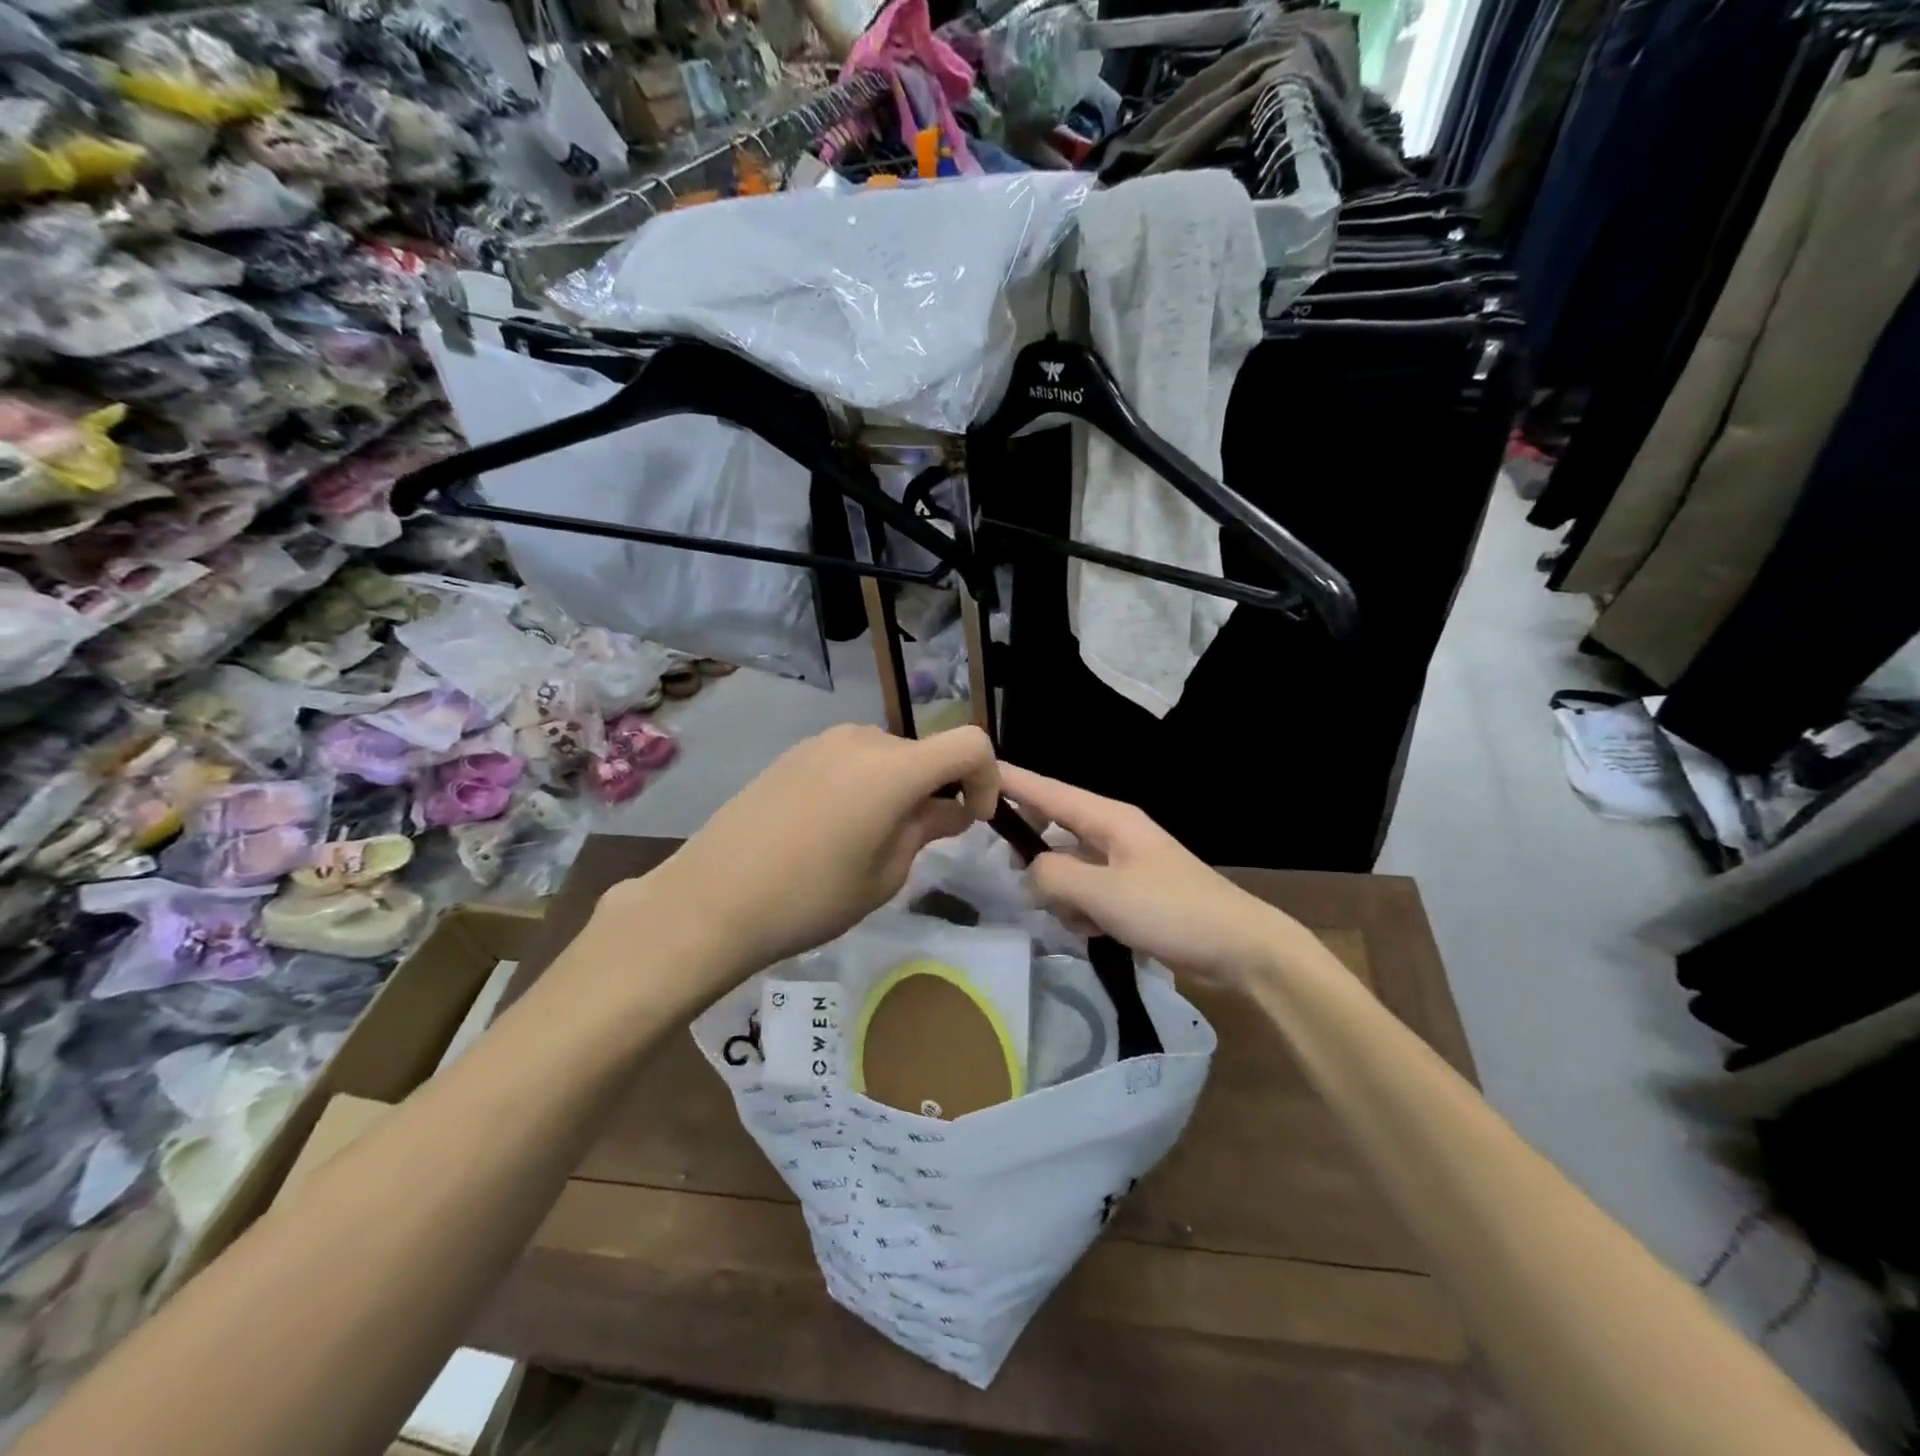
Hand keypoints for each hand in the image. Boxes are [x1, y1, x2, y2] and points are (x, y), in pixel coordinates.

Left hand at [610, 725, 999, 994]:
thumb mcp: (884, 874)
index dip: (987, 778)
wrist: (711, 900)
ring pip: (886, 756)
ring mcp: (822, 742)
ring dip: (899, 788)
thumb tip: (950, 809)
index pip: (970, 744)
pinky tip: (832, 829)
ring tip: (871, 839)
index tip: (973, 818)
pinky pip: (849, 760)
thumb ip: (926, 829)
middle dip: (937, 790)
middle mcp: (862, 739)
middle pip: (924, 752)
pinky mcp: (793, 754)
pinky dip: (864, 784)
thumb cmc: (811, 897)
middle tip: (921, 841)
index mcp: (894, 767)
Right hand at [999, 764, 1311, 985]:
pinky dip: (1082, 910)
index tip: (974, 768)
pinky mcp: (1132, 893)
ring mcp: (1124, 864)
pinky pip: (1089, 892)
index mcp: (1109, 819)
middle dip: (1033, 852)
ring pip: (1069, 867)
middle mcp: (1114, 833)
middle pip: (1055, 829)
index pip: (1048, 791)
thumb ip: (1054, 877)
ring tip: (1075, 918)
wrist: (1240, 948)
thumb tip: (1027, 874)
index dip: (1011, 781)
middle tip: (1010, 873)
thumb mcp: (1104, 893)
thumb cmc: (1171, 910)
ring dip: (1061, 892)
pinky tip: (1092, 932)